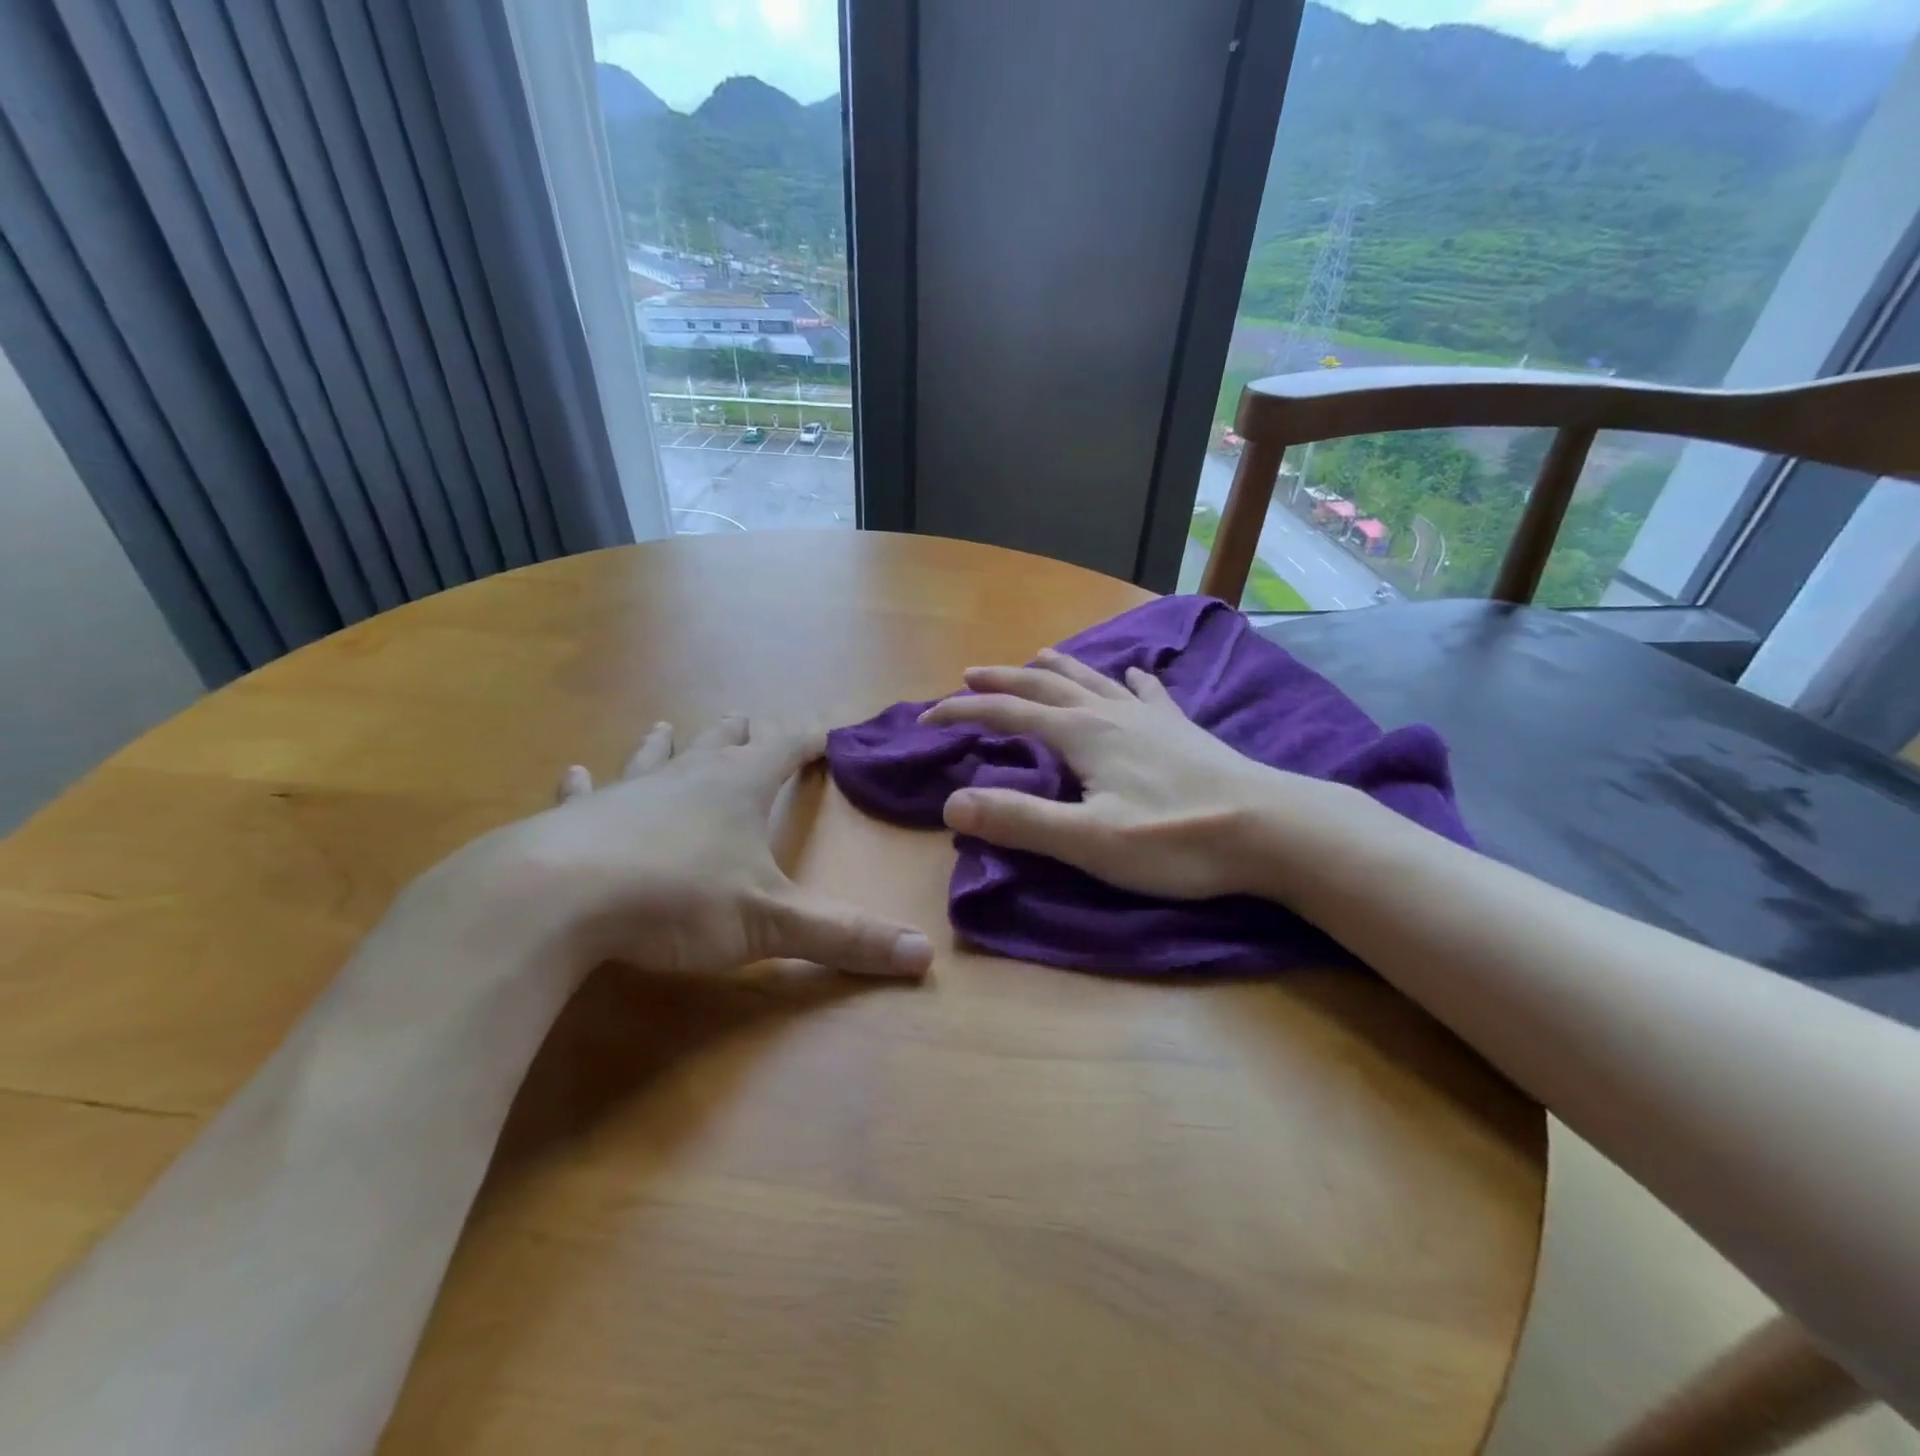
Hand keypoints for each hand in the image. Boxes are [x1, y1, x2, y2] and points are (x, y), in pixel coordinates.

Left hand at [448, 715, 933, 981]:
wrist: (557, 898)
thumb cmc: (678, 899)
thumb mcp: (772, 922)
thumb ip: (845, 938)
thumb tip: (924, 958)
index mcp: (739, 788)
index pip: (786, 750)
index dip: (809, 740)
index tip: (827, 730)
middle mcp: (687, 777)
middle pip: (723, 743)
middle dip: (744, 734)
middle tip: (752, 722)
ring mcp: (628, 793)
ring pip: (656, 757)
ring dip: (669, 743)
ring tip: (667, 725)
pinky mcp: (576, 818)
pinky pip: (586, 793)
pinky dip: (586, 785)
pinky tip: (575, 774)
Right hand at [921, 649, 1354, 899]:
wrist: (1272, 829)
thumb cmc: (1176, 840)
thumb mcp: (1089, 840)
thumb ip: (1019, 820)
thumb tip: (951, 804)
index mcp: (1083, 734)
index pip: (1007, 715)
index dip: (963, 714)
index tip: (927, 720)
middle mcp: (1111, 712)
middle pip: (1045, 686)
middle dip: (1002, 681)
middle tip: (969, 676)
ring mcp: (1151, 716)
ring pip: (1092, 680)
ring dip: (1056, 669)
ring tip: (1036, 659)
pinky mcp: (1182, 729)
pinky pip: (1148, 693)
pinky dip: (1129, 681)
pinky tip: (1133, 675)